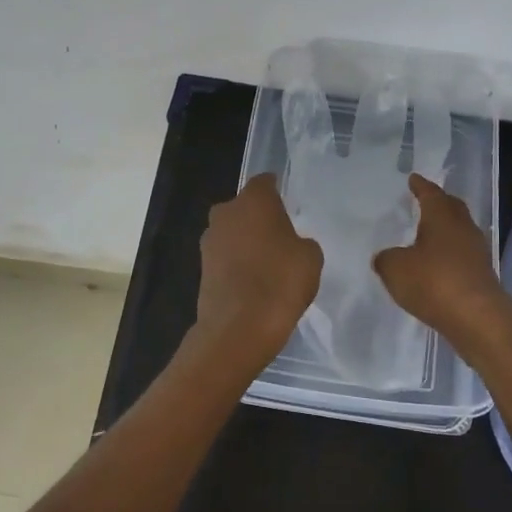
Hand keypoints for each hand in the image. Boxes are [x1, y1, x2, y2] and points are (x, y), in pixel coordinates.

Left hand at [190, 174, 322, 375]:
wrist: (238, 328)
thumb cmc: (280, 281)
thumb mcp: (310, 258)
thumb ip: (302, 242)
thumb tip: (292, 245)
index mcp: (254, 201)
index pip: (265, 183)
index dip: (276, 190)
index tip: (287, 202)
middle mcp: (226, 213)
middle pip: (245, 207)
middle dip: (259, 218)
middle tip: (280, 236)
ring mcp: (209, 241)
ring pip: (232, 232)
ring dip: (246, 241)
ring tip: (268, 263)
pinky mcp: (202, 268)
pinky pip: (225, 257)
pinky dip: (237, 264)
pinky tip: (253, 282)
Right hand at [374, 174, 511, 360]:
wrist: (478, 319)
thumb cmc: (434, 282)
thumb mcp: (395, 269)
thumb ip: (386, 259)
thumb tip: (386, 257)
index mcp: (442, 216)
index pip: (430, 193)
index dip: (420, 186)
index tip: (414, 179)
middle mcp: (463, 228)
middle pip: (451, 207)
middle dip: (438, 202)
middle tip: (424, 201)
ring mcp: (476, 252)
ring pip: (459, 231)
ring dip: (445, 230)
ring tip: (428, 235)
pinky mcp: (482, 275)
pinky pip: (462, 255)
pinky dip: (449, 254)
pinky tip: (437, 265)